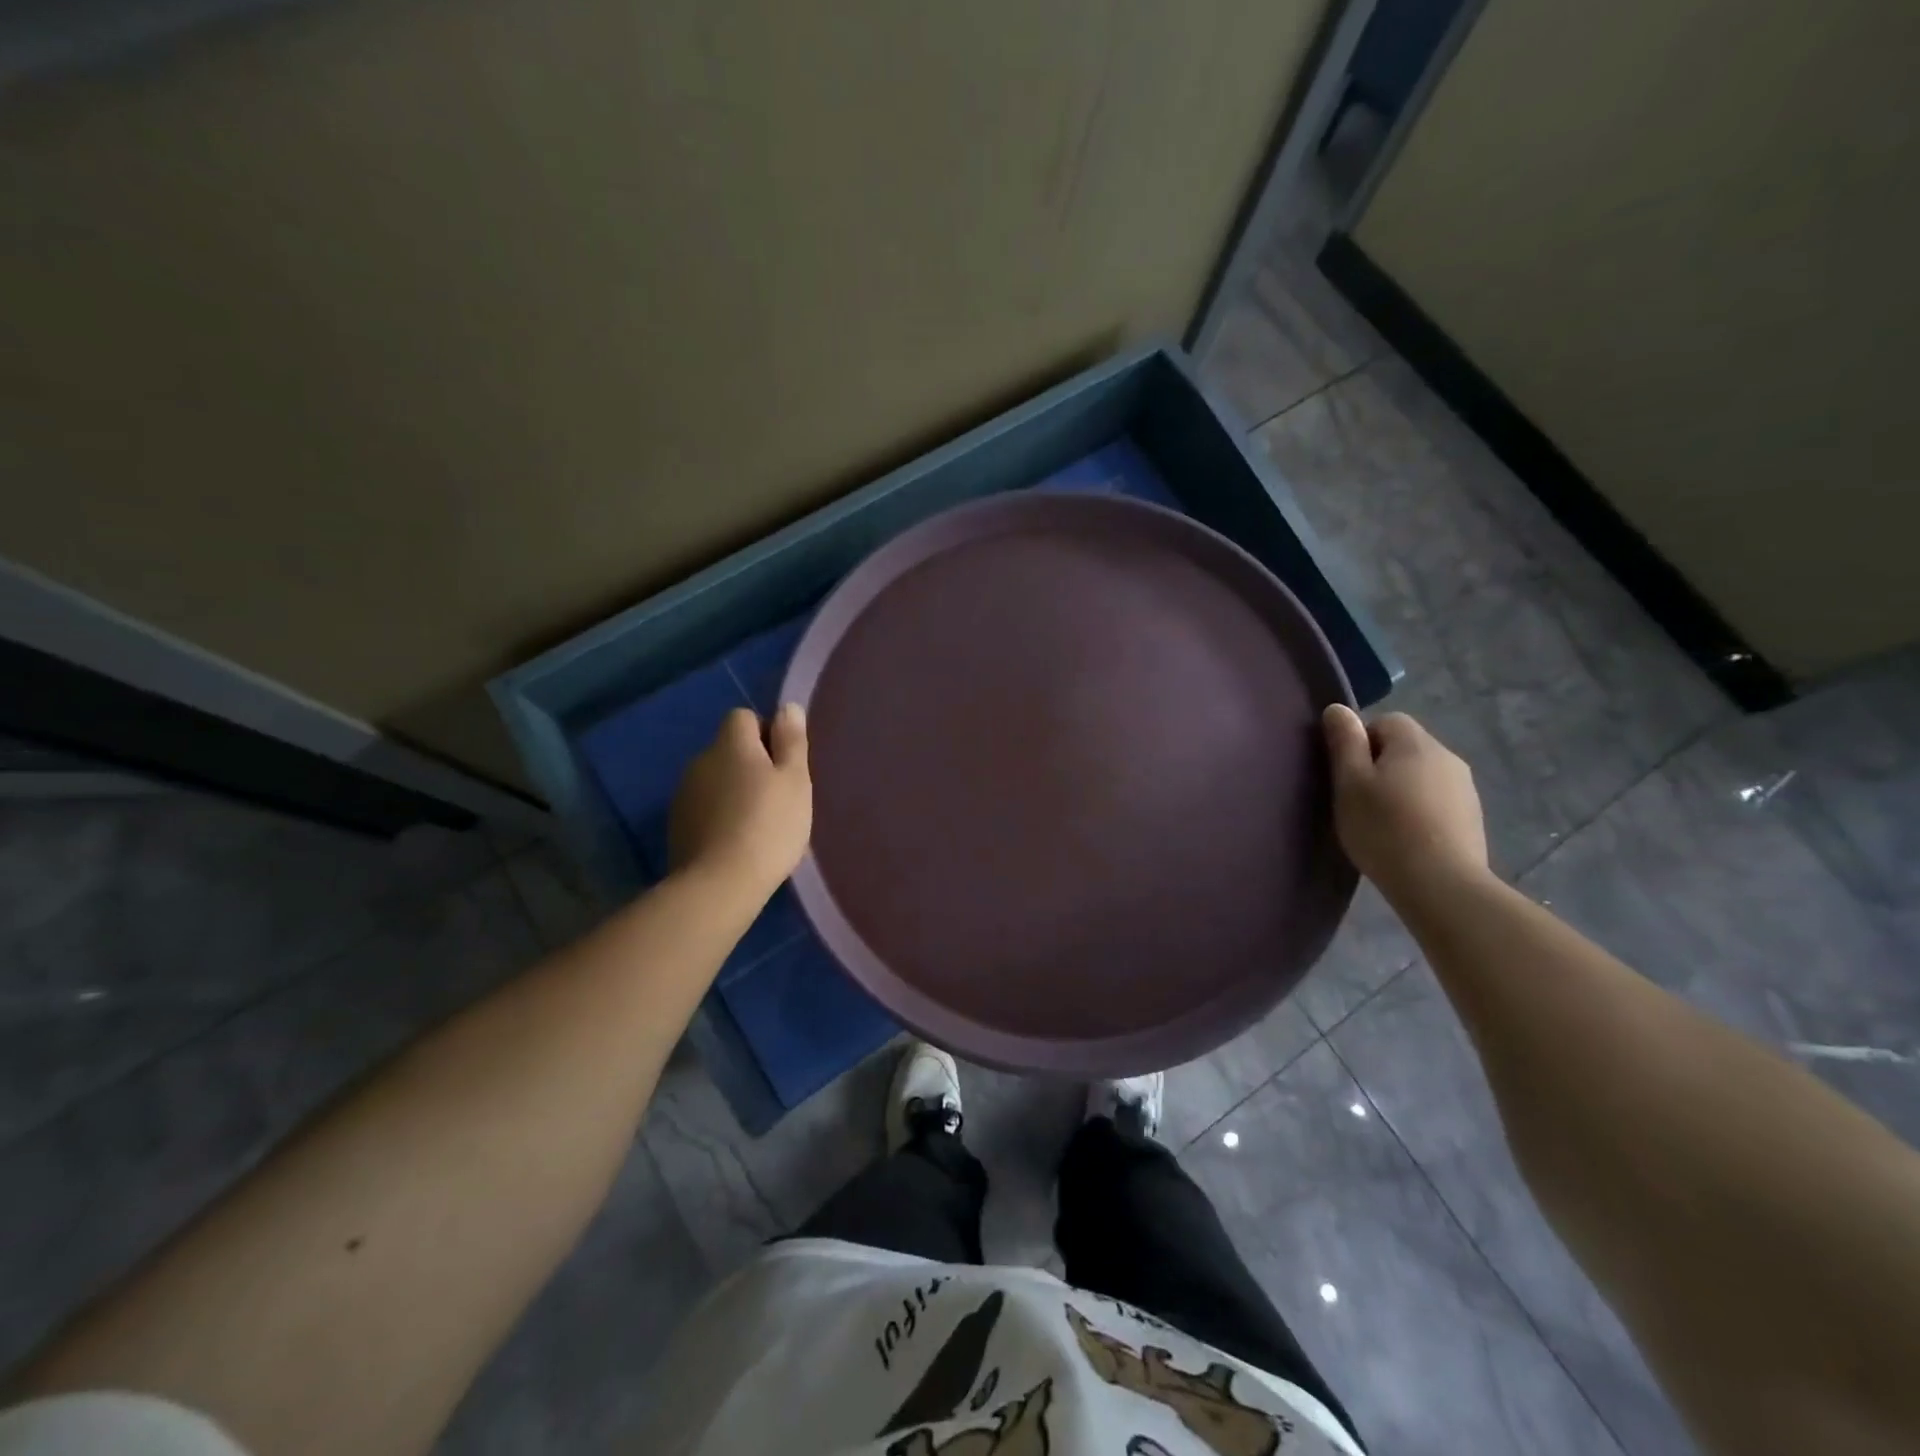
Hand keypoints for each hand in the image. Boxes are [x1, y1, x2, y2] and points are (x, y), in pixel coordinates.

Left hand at [669, 704, 811, 898]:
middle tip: (777, 798)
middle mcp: (701, 760)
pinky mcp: (676, 825)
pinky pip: (704, 808)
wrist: (719, 884)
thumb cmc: (769, 826)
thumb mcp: (796, 781)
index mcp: (731, 744)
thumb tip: (788, 707)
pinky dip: (719, 816)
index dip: (766, 735)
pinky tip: (735, 842)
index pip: (743, 718)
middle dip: (750, 765)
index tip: (784, 766)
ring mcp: (684, 794)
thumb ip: (792, 741)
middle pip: (728, 750)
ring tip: (757, 824)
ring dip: (733, 791)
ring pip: (715, 780)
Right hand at [1322, 705, 1488, 899]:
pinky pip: (1436, 799)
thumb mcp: (1349, 782)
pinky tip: (1405, 836)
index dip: (1360, 742)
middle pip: (1405, 746)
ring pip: (1422, 774)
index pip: (1385, 720)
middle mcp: (1447, 756)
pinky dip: (1419, 809)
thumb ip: (1344, 741)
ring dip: (1400, 788)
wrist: (1441, 885)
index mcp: (1415, 743)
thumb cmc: (1384, 828)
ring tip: (1381, 821)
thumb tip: (1338, 708)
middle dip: (1380, 764)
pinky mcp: (1472, 817)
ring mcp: (1465, 787)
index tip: (1346, 774)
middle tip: (1358, 799)